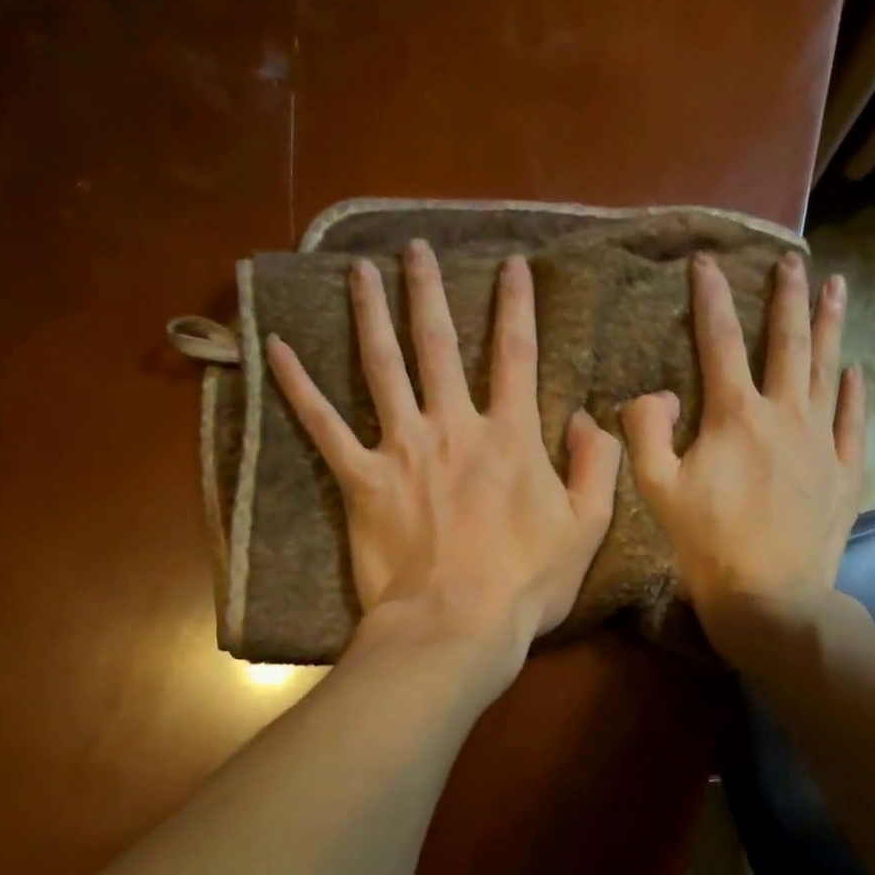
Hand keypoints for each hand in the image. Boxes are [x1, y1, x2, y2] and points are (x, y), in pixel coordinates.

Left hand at [267, 239, 621, 679]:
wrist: (457, 625)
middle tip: (414, 249)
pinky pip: (324, 426)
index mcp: (510, 437)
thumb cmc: (526, 585)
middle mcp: (453, 427)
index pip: (517, 355)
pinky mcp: (362, 481)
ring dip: (371, 313)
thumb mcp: (587, 528)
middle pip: (439, 344)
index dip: (517, 306)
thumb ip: (596, 466)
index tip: (512, 265)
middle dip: (429, 291)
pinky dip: (299, 387)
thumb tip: (587, 417)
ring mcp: (403, 450)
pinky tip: (278, 349)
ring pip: (382, 366)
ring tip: (360, 271)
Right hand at [621, 251, 865, 658]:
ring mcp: (821, 441)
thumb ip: (645, 431)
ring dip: (829, 324)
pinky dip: (853, 392)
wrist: (769, 594)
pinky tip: (856, 370)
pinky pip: (853, 420)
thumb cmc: (705, 544)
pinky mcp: (845, 471)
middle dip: (785, 297)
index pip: (719, 342)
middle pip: (786, 343)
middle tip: (791, 260)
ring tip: (835, 286)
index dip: (710, 299)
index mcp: (734, 416)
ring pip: (827, 368)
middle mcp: (784, 415)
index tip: (706, 262)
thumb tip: (652, 393)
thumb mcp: (656, 490)